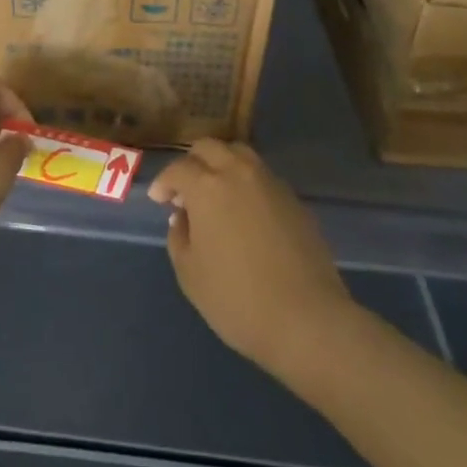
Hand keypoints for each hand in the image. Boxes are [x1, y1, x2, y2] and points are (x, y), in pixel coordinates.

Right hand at [148, 140, 352, 374]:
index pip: (178, 168)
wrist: (307, 319)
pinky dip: (247, 184)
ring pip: (240, 155)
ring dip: (222, 165)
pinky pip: (262, 177)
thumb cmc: (237, 299)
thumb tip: (183, 217)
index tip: (159, 199)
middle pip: (210, 147)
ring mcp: (270, 183)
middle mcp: (238, 173)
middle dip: (192, 162)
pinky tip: (245, 213)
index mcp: (207, 187)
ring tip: (216, 194)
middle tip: (185, 189)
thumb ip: (179, 238)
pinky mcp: (294, 200)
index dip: (164, 182)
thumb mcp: (190, 275)